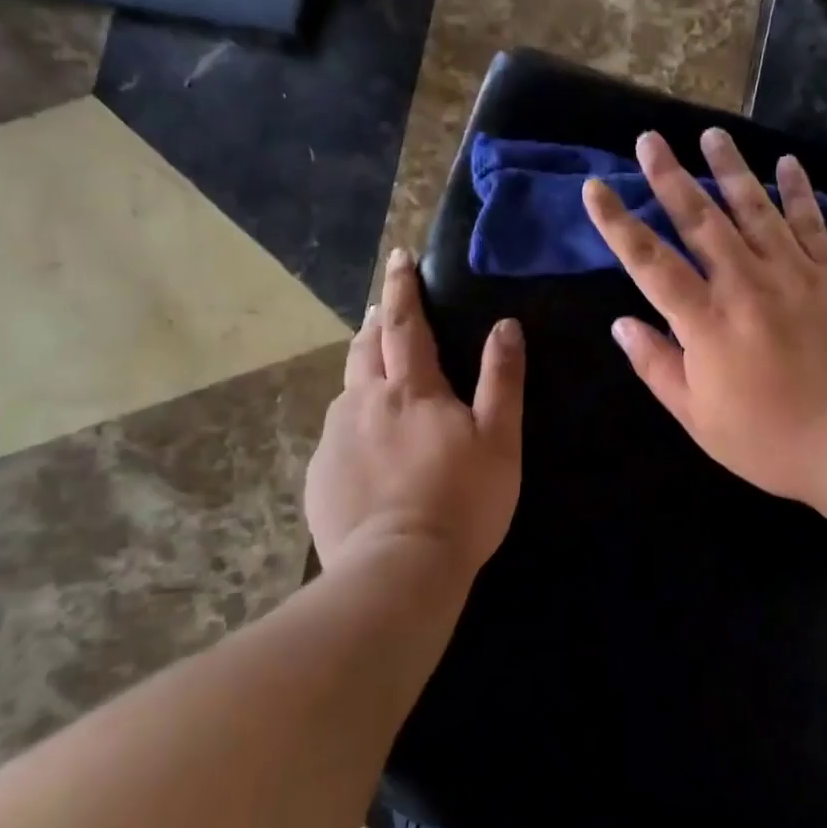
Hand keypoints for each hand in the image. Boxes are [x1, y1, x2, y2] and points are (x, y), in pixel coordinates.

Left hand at [304, 249, 524, 580]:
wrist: (398, 570)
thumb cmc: (461, 501)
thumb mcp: (499, 439)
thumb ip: (502, 379)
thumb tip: (506, 325)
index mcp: (412, 389)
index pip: (407, 323)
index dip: (405, 287)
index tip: (399, 257)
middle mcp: (365, 402)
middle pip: (366, 347)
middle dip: (378, 321)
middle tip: (386, 306)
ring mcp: (336, 439)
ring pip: (347, 388)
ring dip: (362, 366)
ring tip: (374, 366)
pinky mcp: (320, 474)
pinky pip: (337, 431)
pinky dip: (352, 419)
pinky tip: (364, 442)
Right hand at [583, 128, 826, 516]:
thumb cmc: (776, 441)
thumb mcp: (701, 420)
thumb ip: (658, 367)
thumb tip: (621, 324)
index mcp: (705, 321)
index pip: (649, 261)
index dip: (618, 223)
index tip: (595, 187)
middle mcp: (744, 283)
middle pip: (700, 219)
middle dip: (670, 176)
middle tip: (650, 138)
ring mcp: (794, 272)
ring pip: (754, 208)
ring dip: (730, 168)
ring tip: (711, 134)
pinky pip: (812, 222)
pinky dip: (798, 191)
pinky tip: (788, 163)